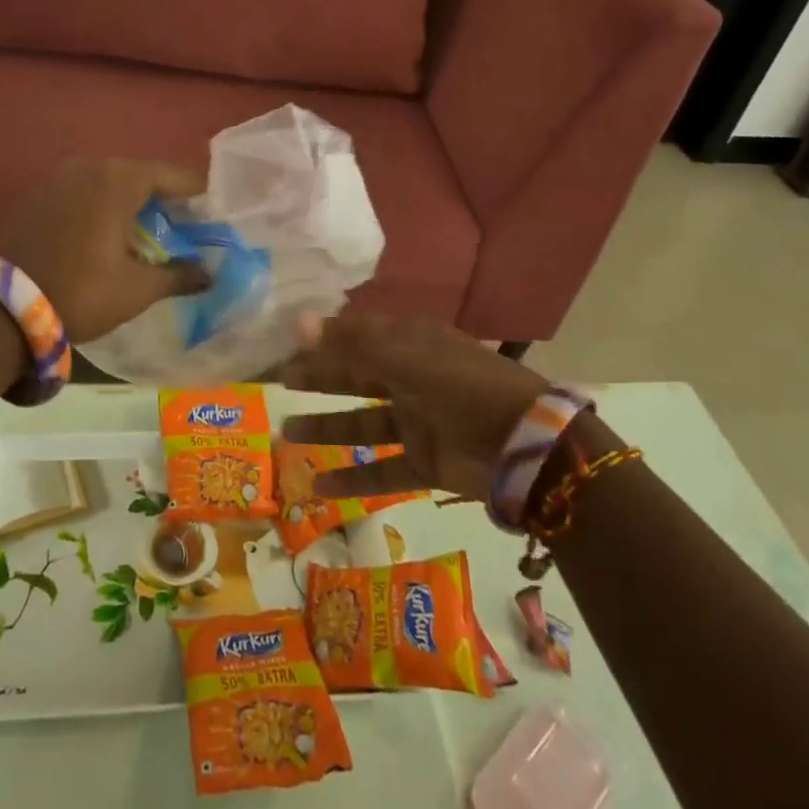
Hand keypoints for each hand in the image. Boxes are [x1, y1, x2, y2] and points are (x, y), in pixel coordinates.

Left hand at [0, 158, 209, 342]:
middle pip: (139, 174)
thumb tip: (209, 274)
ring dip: (130, 200)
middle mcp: (88, 167)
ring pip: (107, 181)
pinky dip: (100, 205)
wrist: (3, 310)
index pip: (172, 175)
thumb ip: (179, 276)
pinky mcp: (36, 195)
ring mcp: (57, 178)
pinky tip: (105, 232)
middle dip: (163, 197)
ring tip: (145, 229)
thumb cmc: (82, 292)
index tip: (211, 212)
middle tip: (182, 224)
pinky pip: (81, 191)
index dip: (195, 193)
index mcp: (118, 181)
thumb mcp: (137, 289)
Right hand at [280, 315, 550, 502]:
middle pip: (356, 375)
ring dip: (325, 427)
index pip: (359, 333)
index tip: (287, 340)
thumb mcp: (407, 356)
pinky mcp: (426, 462)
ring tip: (284, 433)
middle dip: (319, 378)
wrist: (528, 446)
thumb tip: (298, 322)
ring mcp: (419, 421)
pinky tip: (319, 486)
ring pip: (363, 423)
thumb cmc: (463, 386)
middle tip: (280, 382)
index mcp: (412, 343)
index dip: (325, 335)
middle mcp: (412, 377)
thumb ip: (351, 343)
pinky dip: (353, 478)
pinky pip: (382, 469)